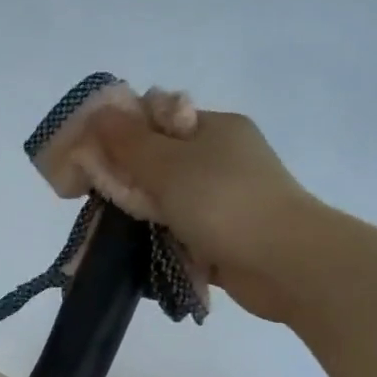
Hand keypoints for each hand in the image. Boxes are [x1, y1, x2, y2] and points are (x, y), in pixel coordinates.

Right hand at [91, 107, 318, 321]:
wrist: (285, 263)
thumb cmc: (224, 203)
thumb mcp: (168, 165)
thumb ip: (128, 142)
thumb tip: (97, 113)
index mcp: (215, 127)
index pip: (157, 119)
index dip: (121, 135)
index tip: (91, 160)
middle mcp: (223, 158)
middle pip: (161, 161)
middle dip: (128, 180)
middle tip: (96, 200)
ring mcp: (227, 200)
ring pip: (170, 200)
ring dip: (143, 214)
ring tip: (112, 231)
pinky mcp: (226, 237)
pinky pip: (183, 232)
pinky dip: (163, 240)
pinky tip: (140, 251)